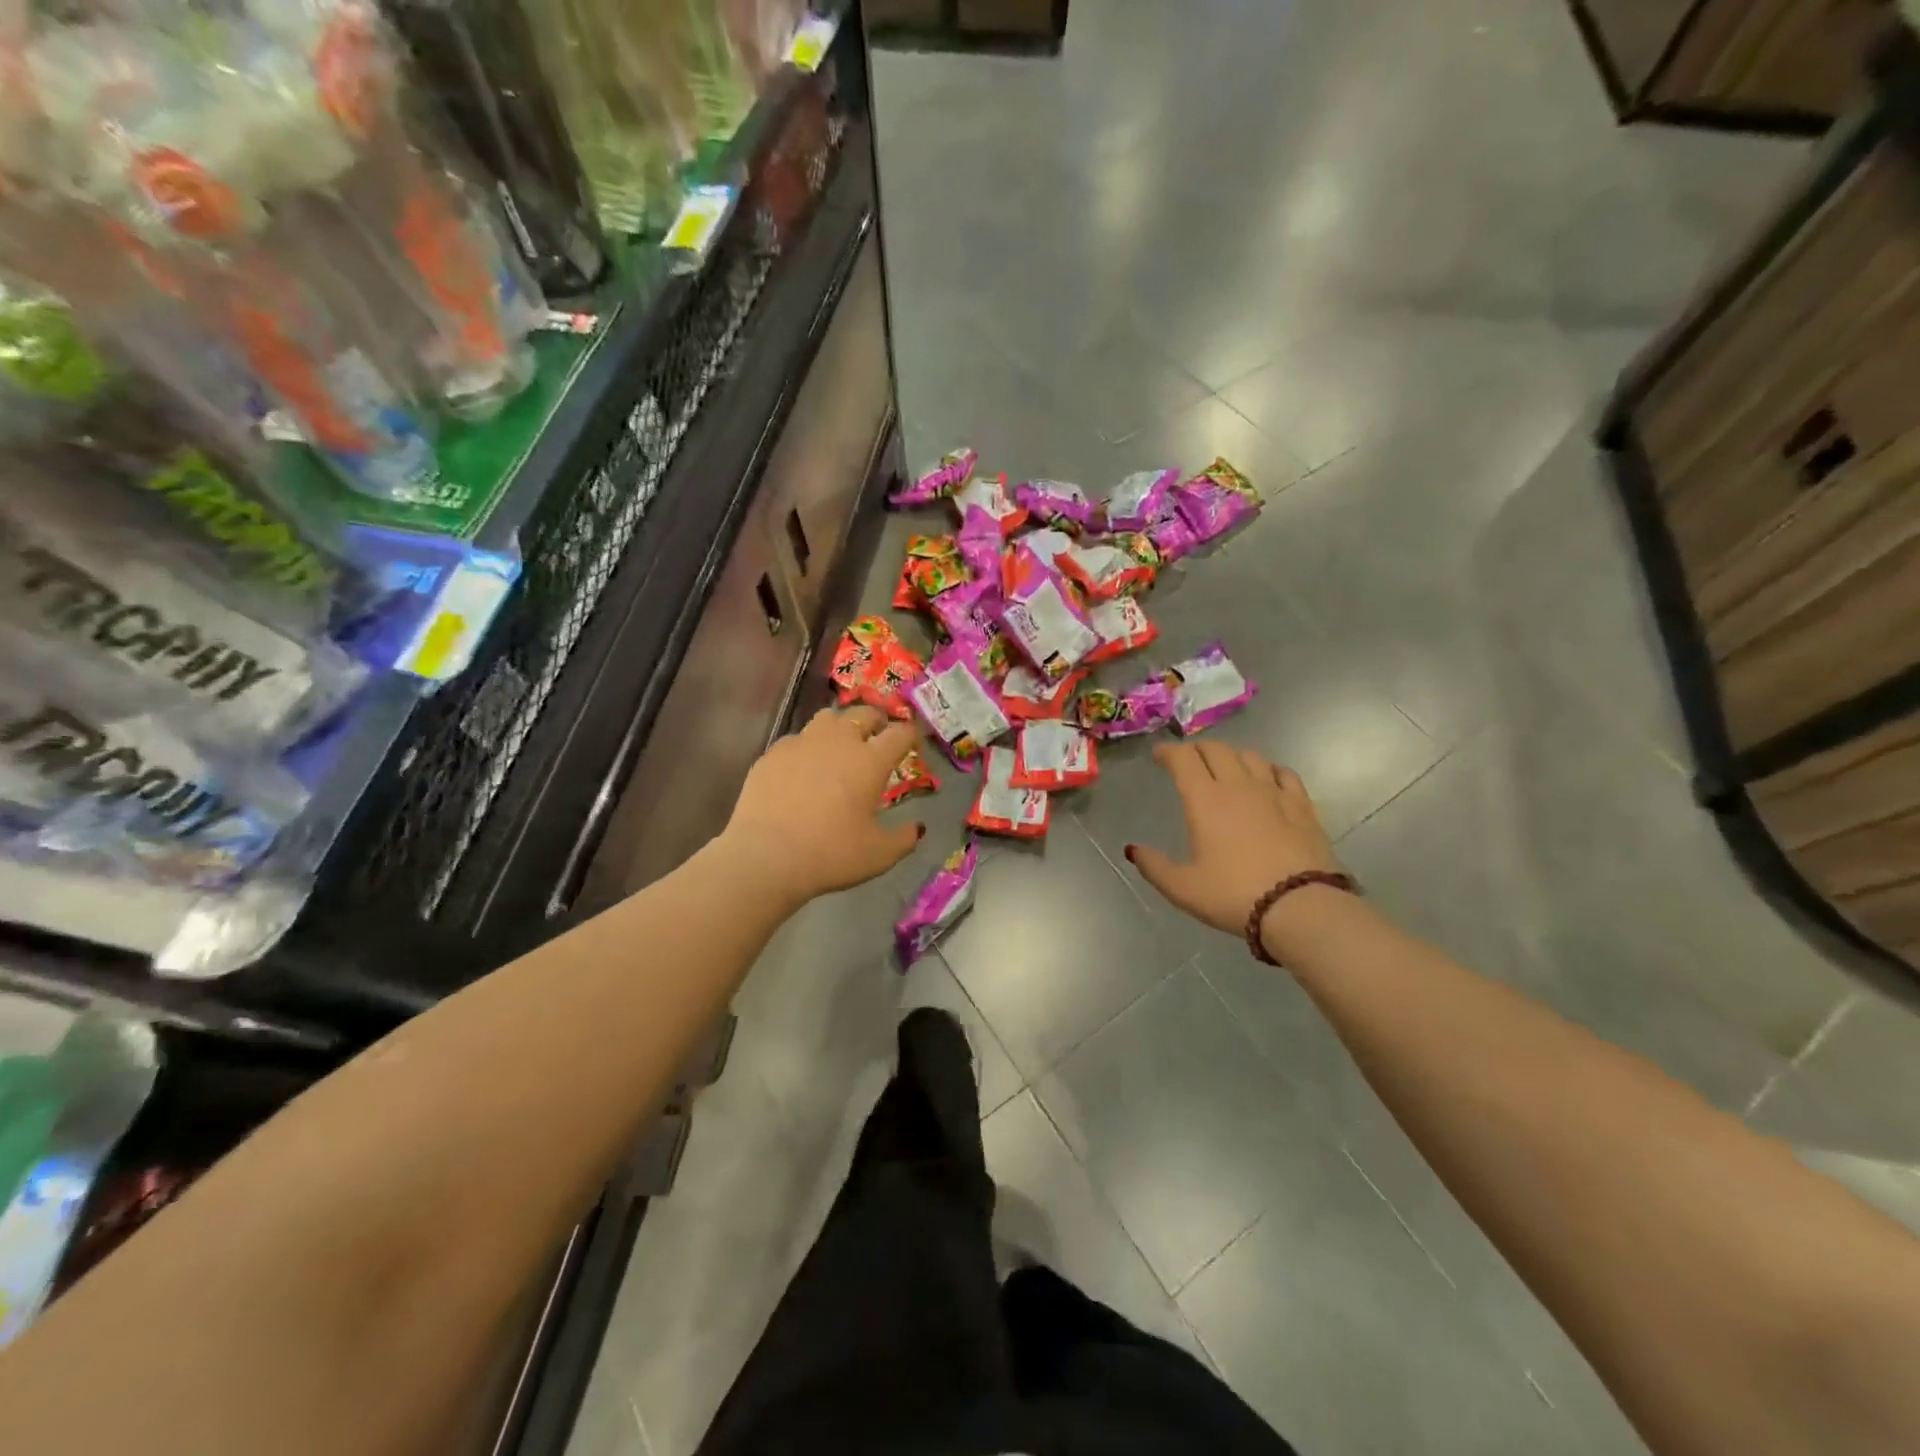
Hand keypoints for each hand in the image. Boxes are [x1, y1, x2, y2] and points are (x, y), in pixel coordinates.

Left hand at [721, 706, 924, 906]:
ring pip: (827, 718)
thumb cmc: (831, 854)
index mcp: (870, 761)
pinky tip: (803, 769)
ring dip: (841, 726)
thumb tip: (917, 828)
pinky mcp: (772, 754)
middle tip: (878, 737)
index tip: (913, 742)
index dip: (911, 734)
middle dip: (876, 721)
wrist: (765, 857)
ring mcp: (801, 744)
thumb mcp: (879, 855)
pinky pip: (796, 740)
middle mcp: (838, 741)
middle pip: (863, 714)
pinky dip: (807, 747)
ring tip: (840, 745)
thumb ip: (904, 838)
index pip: (900, 733)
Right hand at [1126, 742, 1338, 936]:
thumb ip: (1154, 866)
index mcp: (1204, 799)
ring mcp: (1273, 792)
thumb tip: (1133, 850)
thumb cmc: (1233, 895)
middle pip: (1216, 749)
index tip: (1159, 755)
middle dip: (1197, 749)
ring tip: (1225, 767)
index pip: (1183, 758)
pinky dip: (1268, 769)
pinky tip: (1267, 779)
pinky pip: (1283, 773)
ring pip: (1249, 756)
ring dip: (1231, 756)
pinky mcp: (1302, 805)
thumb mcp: (1183, 888)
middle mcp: (1237, 786)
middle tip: (1188, 760)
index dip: (1168, 751)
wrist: (1300, 907)